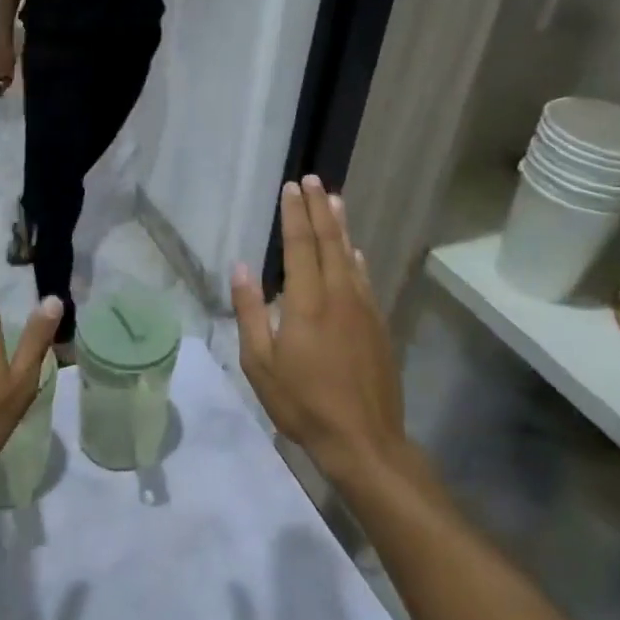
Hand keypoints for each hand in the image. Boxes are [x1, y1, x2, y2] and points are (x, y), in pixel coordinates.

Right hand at [230, 176, 404, 486]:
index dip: (294, 215)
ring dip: (340, 226)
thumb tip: (241, 268)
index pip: (299, 246)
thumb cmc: (302, 403)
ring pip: (351, 256)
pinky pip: (365, 279)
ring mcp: (363, 309)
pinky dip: (357, 258)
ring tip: (333, 199)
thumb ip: (250, 312)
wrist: (364, 439)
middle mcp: (339, 296)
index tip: (290, 187)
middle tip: (312, 180)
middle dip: (318, 208)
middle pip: (328, 242)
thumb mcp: (260, 363)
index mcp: (306, 303)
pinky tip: (355, 250)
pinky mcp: (378, 324)